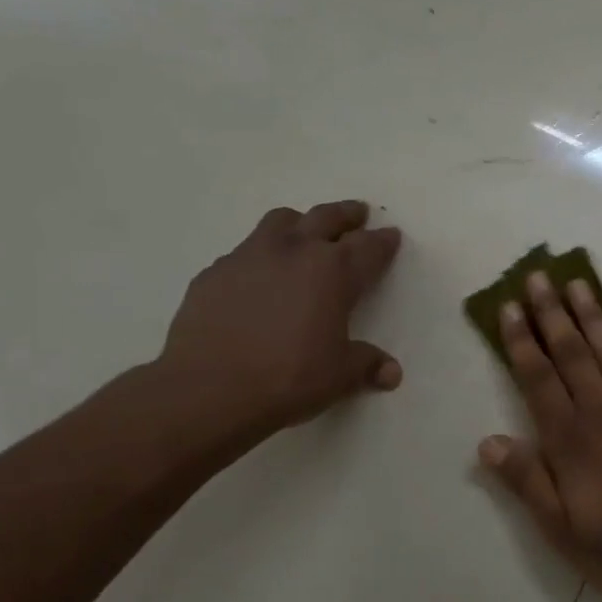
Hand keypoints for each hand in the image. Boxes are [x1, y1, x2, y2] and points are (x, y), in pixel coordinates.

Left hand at [149, 200, 401, 456]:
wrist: (209, 388)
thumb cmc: (288, 378)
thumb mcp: (339, 376)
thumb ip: (367, 365)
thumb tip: (391, 372)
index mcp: (333, 272)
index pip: (368, 247)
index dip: (383, 241)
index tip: (391, 234)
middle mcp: (294, 251)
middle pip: (326, 218)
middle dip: (346, 215)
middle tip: (357, 213)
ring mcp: (249, 256)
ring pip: (281, 221)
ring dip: (300, 223)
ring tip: (305, 232)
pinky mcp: (215, 272)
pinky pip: (245, 252)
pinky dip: (261, 256)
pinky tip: (258, 277)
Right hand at [479, 271, 601, 601]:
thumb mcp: (561, 530)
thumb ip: (526, 482)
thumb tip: (488, 442)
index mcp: (571, 441)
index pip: (538, 378)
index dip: (521, 341)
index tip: (509, 308)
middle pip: (573, 353)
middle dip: (551, 313)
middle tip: (538, 276)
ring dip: (593, 316)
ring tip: (578, 284)